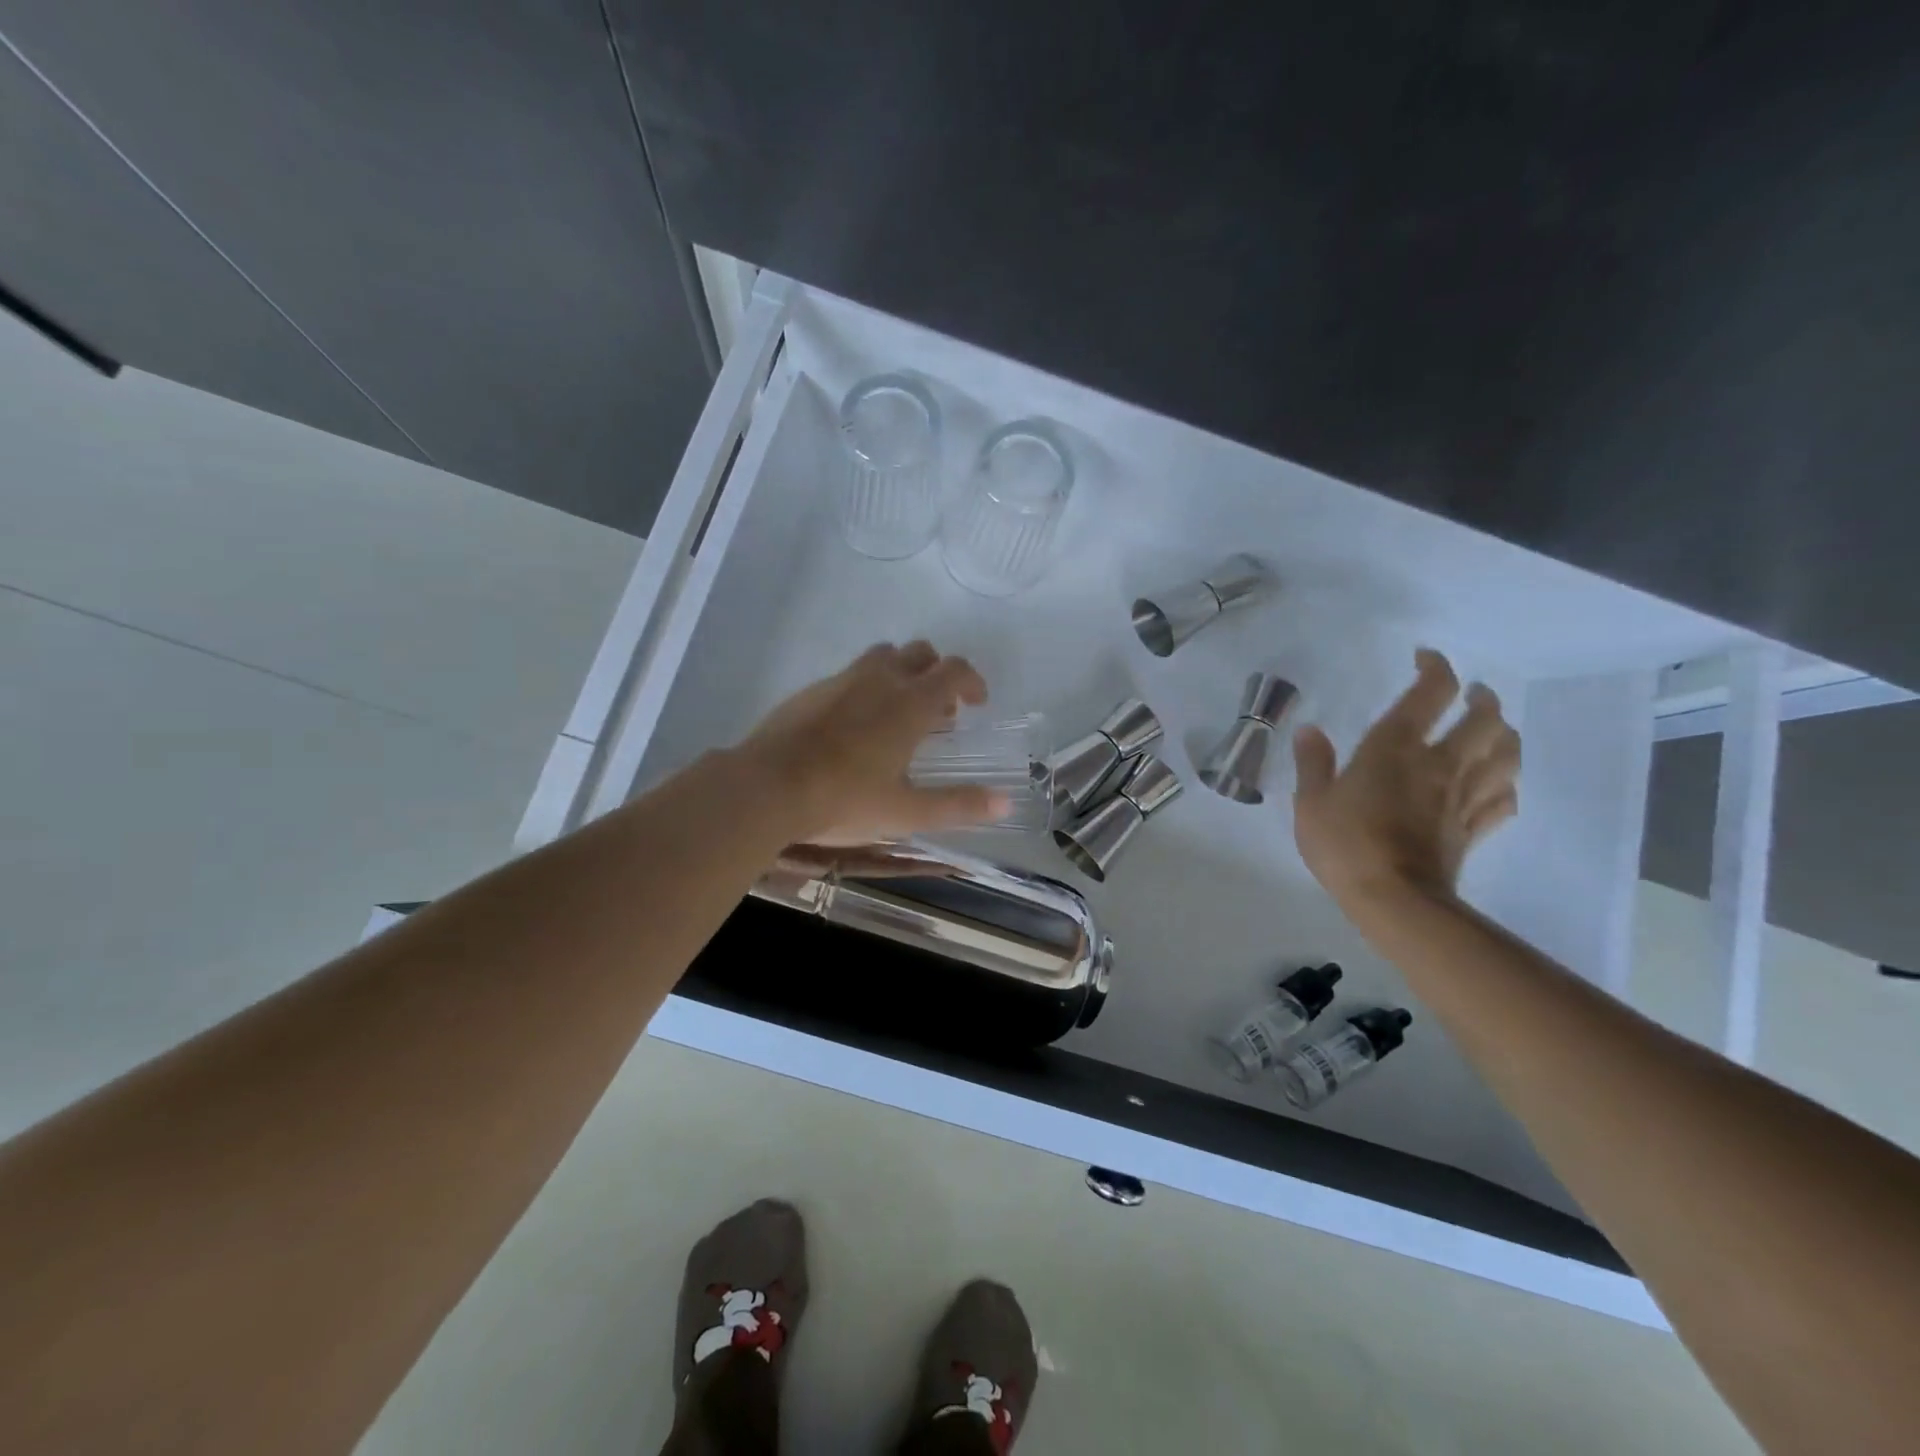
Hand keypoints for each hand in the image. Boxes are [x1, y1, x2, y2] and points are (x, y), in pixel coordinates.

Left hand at [738, 641, 1006, 844]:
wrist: (767, 787)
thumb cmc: (845, 799)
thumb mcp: (907, 812)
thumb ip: (958, 805)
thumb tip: (1005, 802)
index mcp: (910, 703)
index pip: (954, 670)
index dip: (972, 681)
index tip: (977, 703)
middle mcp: (880, 679)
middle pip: (919, 653)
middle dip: (937, 673)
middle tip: (940, 712)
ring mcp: (842, 680)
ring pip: (882, 657)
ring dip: (901, 674)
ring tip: (899, 714)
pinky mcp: (812, 690)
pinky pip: (850, 675)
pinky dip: (866, 687)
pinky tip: (855, 726)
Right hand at [1291, 649, 1519, 911]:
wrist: (1394, 899)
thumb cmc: (1344, 843)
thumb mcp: (1311, 801)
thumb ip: (1313, 762)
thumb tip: (1310, 729)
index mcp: (1396, 747)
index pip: (1431, 692)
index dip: (1435, 667)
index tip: (1425, 659)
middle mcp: (1439, 762)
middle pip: (1484, 718)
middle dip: (1482, 699)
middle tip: (1471, 695)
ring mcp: (1463, 796)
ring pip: (1505, 754)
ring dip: (1504, 735)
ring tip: (1492, 731)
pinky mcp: (1473, 828)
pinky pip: (1504, 799)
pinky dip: (1505, 784)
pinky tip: (1497, 784)